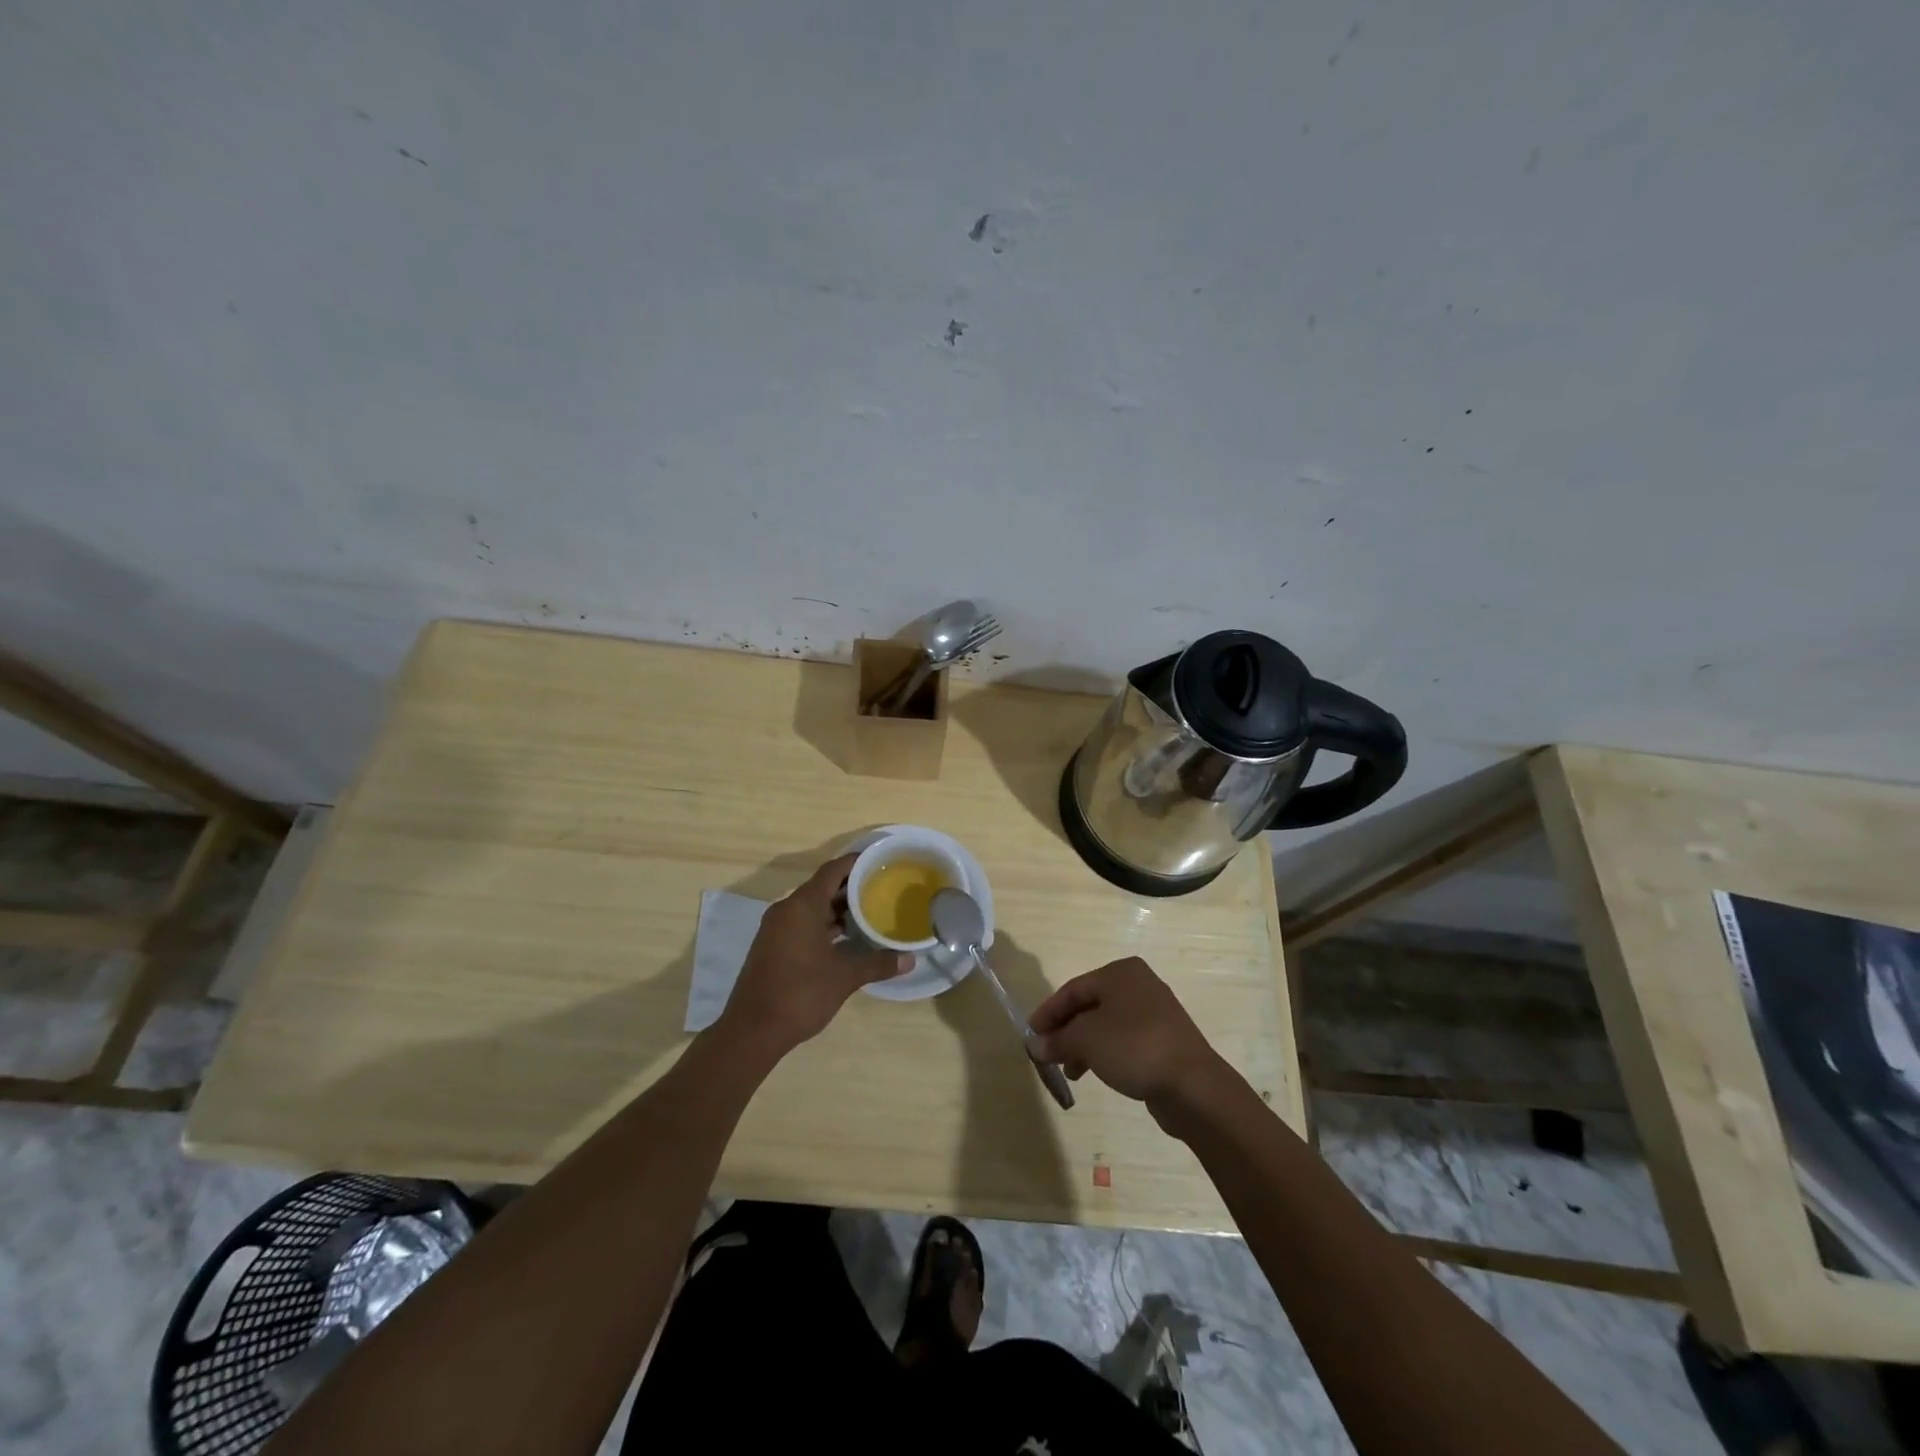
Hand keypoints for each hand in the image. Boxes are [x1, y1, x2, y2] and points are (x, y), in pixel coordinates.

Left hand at [717, 853, 911, 1057]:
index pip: (832, 871)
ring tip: (869, 914)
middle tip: (882, 890)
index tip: (880, 862)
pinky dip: (824, 925)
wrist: (752, 1031)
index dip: (856, 863)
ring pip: (811, 907)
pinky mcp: (772, 947)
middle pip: (822, 887)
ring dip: (837, 910)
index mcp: (802, 906)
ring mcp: (776, 929)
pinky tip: (845, 940)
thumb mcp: (845, 977)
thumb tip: (909, 959)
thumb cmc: (801, 993)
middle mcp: (786, 910)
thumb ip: (877, 963)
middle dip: (851, 888)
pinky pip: (802, 924)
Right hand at [1029, 958, 1230, 1126]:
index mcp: (1120, 973)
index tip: (1030, 1037)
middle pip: (1089, 1005)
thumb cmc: (1134, 1048)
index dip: (1048, 1013)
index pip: (1072, 989)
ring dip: (1083, 1045)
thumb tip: (1035, 1046)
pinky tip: (1095, 1073)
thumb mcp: (1087, 1040)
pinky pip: (1124, 1040)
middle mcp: (1138, 985)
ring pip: (1106, 1024)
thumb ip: (1057, 1040)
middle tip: (1047, 1055)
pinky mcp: (1164, 1039)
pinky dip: (1104, 1053)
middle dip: (1065, 1031)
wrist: (1193, 1086)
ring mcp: (1154, 1012)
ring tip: (1069, 1071)